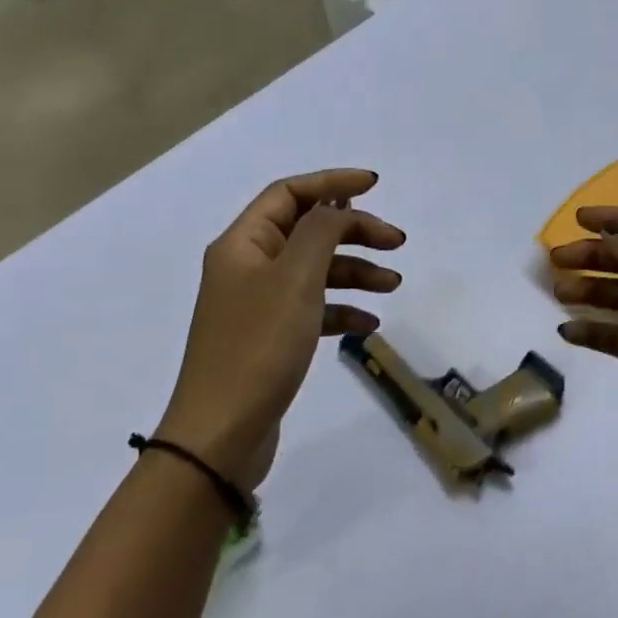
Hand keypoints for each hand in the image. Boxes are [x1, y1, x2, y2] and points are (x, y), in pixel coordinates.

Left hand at [160, 169, 404, 487]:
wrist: (221, 435)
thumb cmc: (258, 347)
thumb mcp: (295, 279)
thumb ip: (321, 231)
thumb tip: (336, 205)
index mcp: (243, 243)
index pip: (289, 194)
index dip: (332, 183)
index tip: (375, 185)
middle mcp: (247, 266)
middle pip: (307, 231)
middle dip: (353, 231)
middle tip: (396, 242)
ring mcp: (258, 304)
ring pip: (314, 270)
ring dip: (354, 271)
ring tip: (393, 284)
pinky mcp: (270, 337)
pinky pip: (312, 308)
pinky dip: (341, 309)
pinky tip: (369, 323)